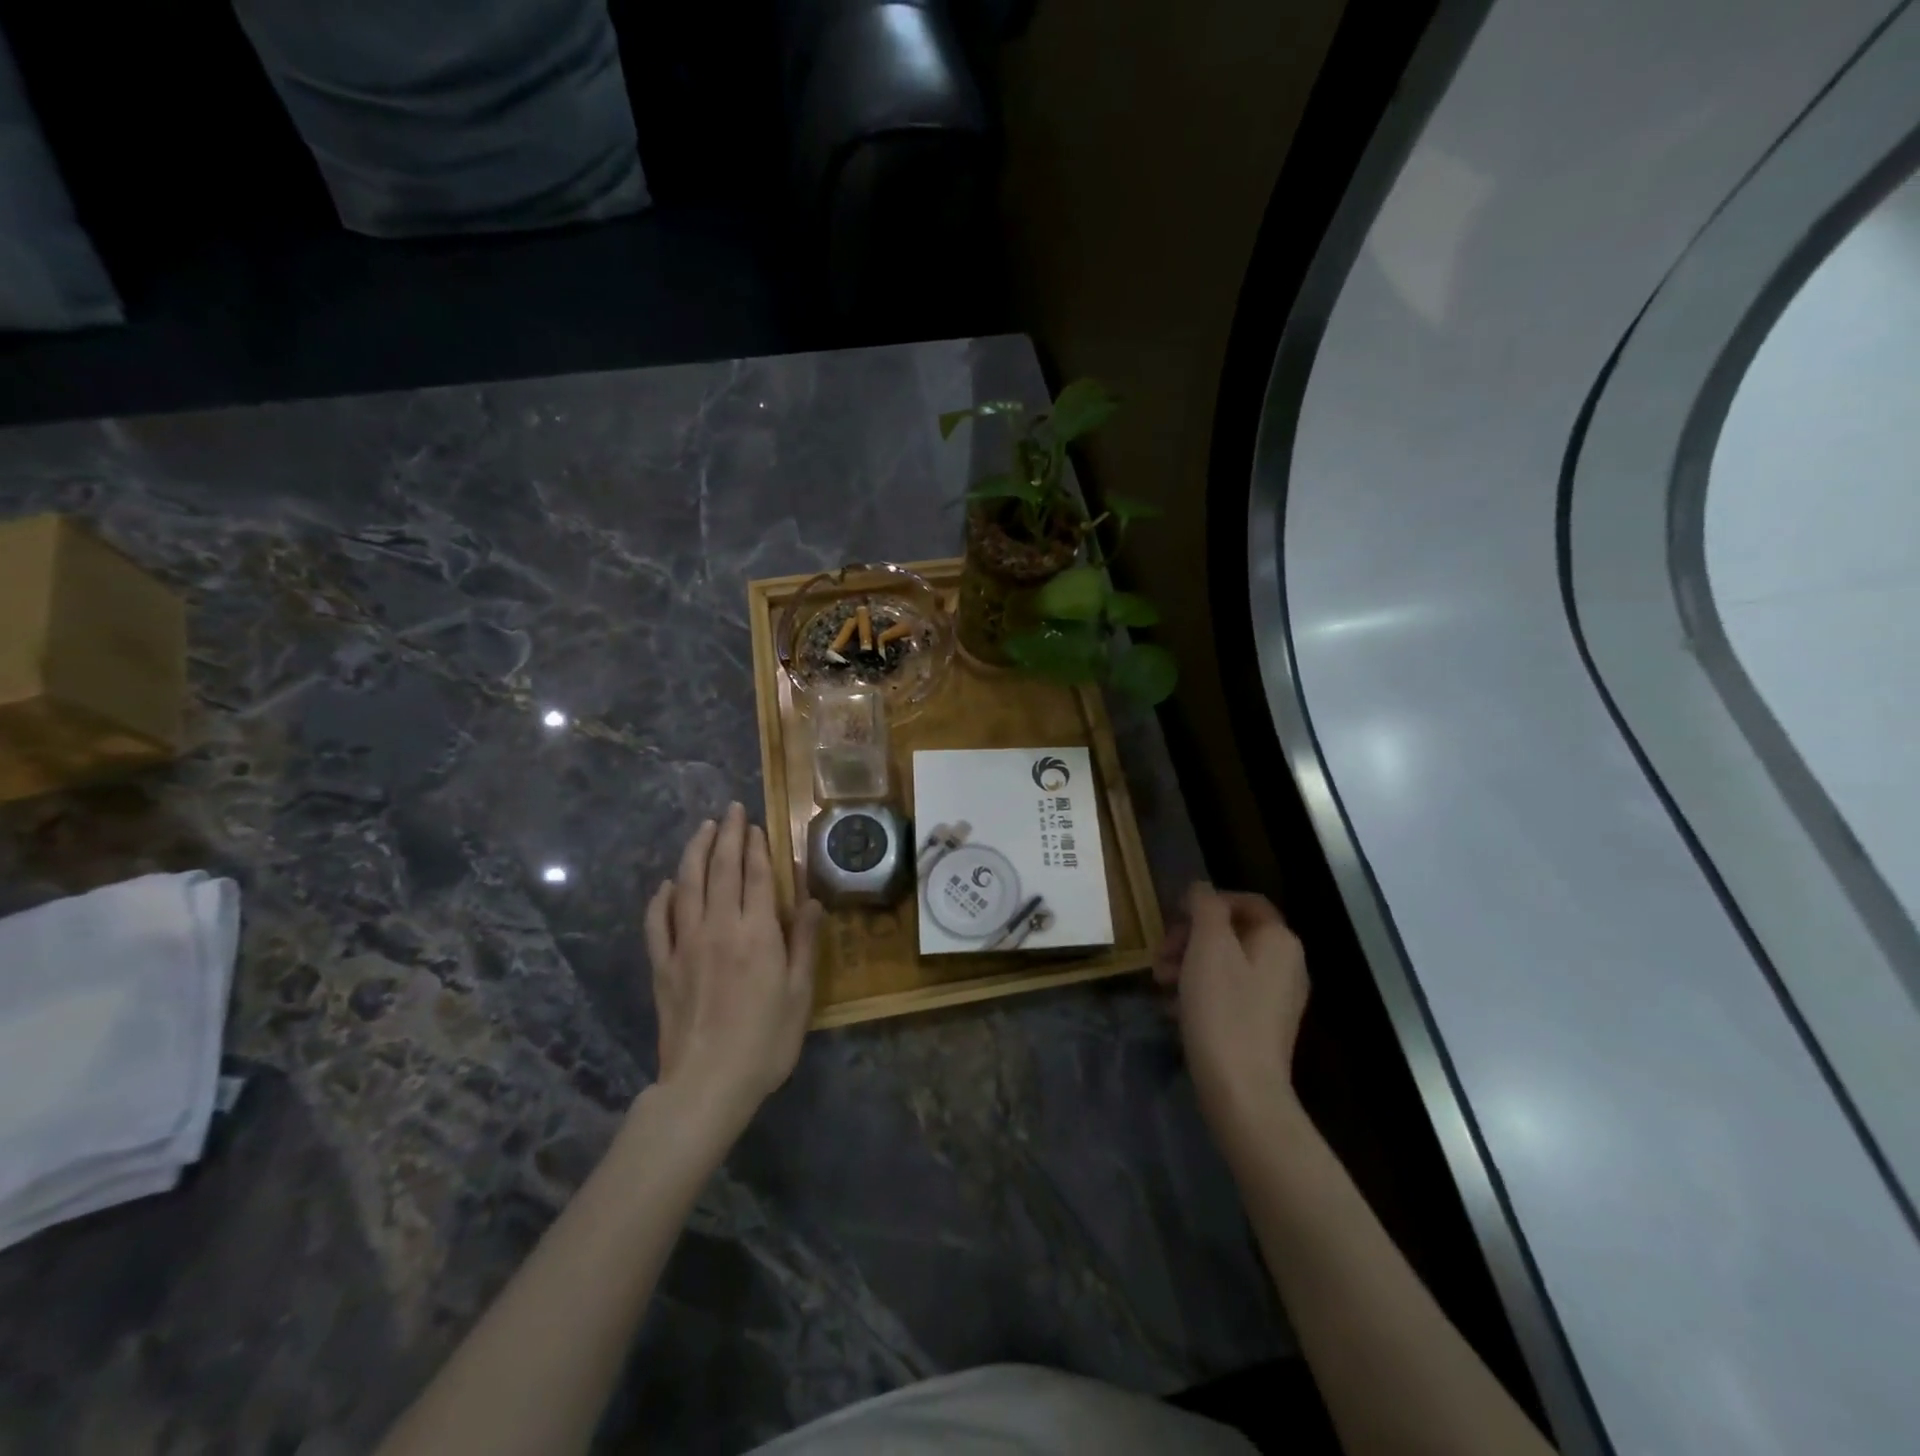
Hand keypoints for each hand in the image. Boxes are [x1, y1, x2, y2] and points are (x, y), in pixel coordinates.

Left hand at [644, 803, 824, 1133]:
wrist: (707, 1083)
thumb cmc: (765, 1041)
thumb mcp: (799, 993)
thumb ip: (803, 942)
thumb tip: (811, 900)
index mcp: (757, 933)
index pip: (755, 876)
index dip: (756, 847)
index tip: (755, 824)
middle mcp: (719, 928)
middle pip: (720, 870)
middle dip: (727, 836)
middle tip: (730, 810)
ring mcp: (685, 945)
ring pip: (687, 886)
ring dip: (695, 853)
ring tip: (702, 829)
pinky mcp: (662, 967)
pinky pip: (657, 923)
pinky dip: (661, 899)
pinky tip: (667, 885)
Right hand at [1155, 883, 1309, 1147]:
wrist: (1242, 1091)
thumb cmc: (1223, 1009)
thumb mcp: (1207, 945)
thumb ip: (1204, 906)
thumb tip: (1201, 890)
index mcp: (1279, 940)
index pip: (1245, 901)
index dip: (1207, 902)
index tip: (1173, 918)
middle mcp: (1286, 965)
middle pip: (1231, 933)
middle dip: (1190, 937)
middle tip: (1159, 956)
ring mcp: (1276, 999)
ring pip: (1225, 964)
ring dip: (1188, 965)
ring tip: (1160, 984)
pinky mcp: (1261, 1027)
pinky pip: (1227, 994)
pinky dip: (1199, 992)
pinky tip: (1174, 1009)